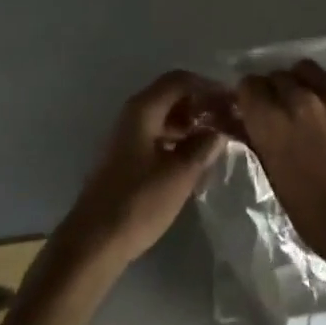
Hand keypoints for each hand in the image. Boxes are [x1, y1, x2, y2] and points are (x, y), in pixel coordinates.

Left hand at [59, 71, 227, 269]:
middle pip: (172, 96)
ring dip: (191, 123)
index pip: (180, 80)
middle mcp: (133, 114)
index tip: (232, 101)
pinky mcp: (126, 158)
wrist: (93, 244)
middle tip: (228, 121)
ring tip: (217, 141)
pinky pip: (158, 135)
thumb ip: (203, 147)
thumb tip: (219, 131)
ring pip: (165, 117)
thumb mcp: (179, 175)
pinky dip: (178, 140)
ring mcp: (127, 136)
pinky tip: (195, 159)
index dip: (208, 87)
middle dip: (201, 104)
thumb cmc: (137, 203)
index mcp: (143, 109)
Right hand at [234, 60, 325, 280]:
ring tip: (312, 102)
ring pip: (307, 69)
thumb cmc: (315, 215)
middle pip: (277, 75)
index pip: (249, 85)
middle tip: (285, 111)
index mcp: (271, 121)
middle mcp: (299, 98)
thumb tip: (244, 120)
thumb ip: (259, 139)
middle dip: (276, 91)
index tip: (256, 108)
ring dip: (303, 83)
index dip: (251, 96)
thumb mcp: (275, 177)